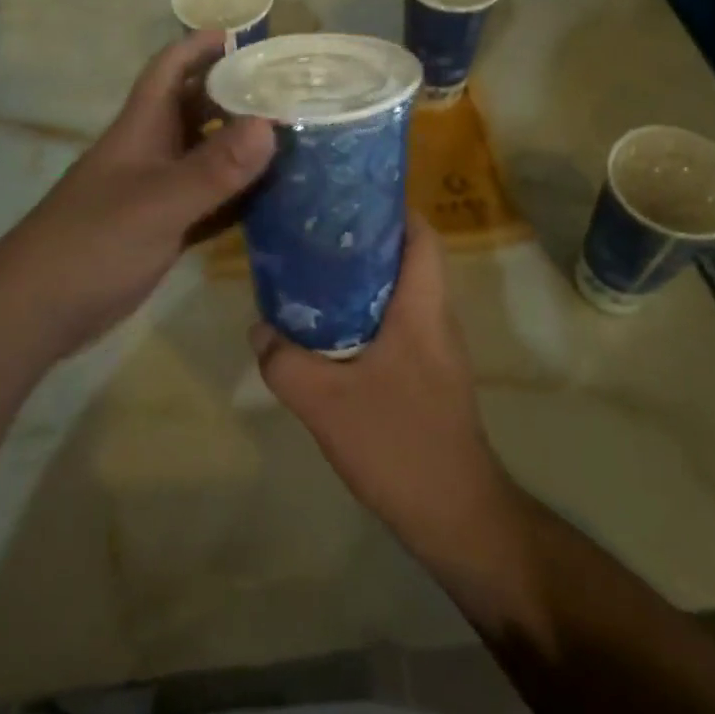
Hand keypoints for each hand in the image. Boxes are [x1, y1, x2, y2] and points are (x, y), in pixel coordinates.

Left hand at [0, 29, 275, 354]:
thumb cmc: (92, 242)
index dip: (200, 46)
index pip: (170, 69)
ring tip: (296, 140)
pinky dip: (236, 197)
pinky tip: (274, 199)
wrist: (40, 309)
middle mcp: (151, 151)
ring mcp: (156, 191)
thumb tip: (270, 124)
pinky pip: (208, 201)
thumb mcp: (158, 202)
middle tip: (290, 94)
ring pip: (205, 156)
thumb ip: (214, 168)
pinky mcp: (162, 228)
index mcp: (141, 127)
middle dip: (236, 95)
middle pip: (196, 109)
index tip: (245, 37)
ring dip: (242, 148)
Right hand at [252, 214, 525, 570]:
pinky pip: (395, 324)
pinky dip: (364, 314)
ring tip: (311, 271)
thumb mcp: (326, 402)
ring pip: (398, 292)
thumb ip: (284, 362)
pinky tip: (326, 330)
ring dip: (360, 278)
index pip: (421, 234)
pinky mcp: (428, 375)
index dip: (389, 206)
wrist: (456, 518)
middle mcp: (435, 318)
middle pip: (405, 257)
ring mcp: (435, 348)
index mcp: (423, 308)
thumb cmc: (400, 444)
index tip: (345, 195)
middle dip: (362, 239)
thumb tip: (258, 330)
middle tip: (312, 231)